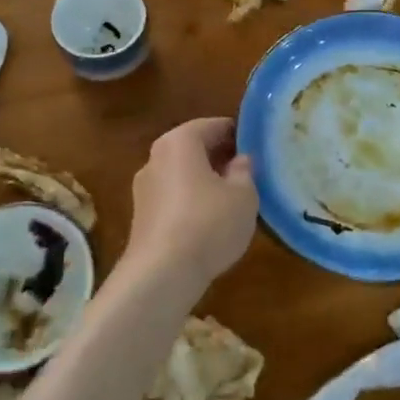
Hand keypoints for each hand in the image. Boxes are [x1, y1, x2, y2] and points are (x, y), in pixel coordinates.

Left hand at [128, 117, 259, 287]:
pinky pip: (173, 197)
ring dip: (205, 181)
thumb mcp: (243, 195)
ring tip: (232, 199)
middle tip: (249, 172)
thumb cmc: (208, 223)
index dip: (239, 135)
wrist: (161, 274)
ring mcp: (144, 187)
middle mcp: (156, 157)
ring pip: (183, 174)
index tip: (258, 148)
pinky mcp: (141, 216)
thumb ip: (244, 171)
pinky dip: (191, 201)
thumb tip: (239, 161)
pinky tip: (210, 222)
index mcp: (180, 141)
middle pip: (195, 148)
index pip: (214, 126)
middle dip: (221, 157)